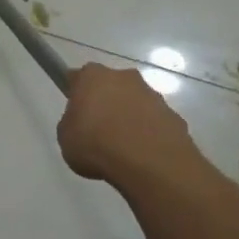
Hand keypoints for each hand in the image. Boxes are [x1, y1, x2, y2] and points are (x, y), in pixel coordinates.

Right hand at [57, 62, 199, 186]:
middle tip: (97, 131)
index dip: (76, 94)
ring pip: (135, 103)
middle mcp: (124, 77)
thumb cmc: (96, 145)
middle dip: (105, 103)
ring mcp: (152, 95)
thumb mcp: (65, 137)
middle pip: (110, 86)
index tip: (75, 114)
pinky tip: (141, 155)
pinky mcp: (173, 115)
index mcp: (93, 76)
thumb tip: (82, 123)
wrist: (148, 162)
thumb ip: (72, 123)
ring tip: (122, 148)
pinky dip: (147, 133)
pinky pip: (154, 122)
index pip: (79, 78)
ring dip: (128, 117)